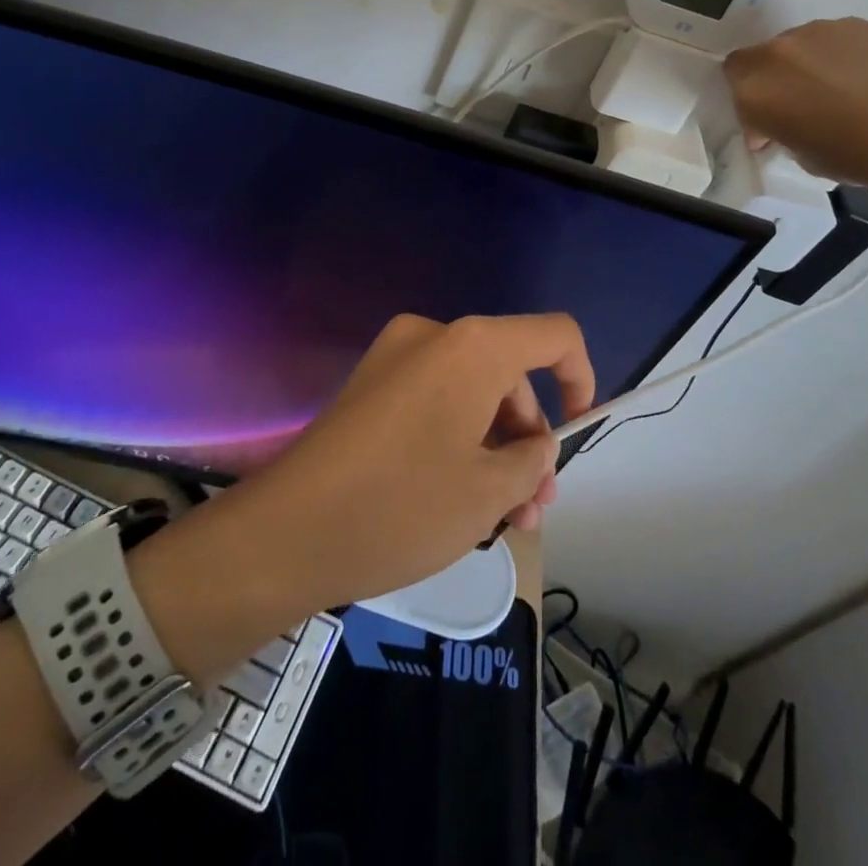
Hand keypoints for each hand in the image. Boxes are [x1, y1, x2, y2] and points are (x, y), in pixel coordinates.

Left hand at [252, 314, 592, 598]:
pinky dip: (458, 438)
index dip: (581, 378)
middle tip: (534, 506)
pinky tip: (461, 498)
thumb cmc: (402, 506)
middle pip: (510, 373)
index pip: (555, 335)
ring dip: (495, 447)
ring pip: (472, 393)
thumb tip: (537, 447)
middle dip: (530, 437)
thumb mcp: (488, 492)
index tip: (577, 432)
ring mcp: (396, 356)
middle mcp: (435, 335)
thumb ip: (533, 461)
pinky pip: (436, 400)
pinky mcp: (371, 385)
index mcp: (473, 346)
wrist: (286, 532)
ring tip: (504, 518)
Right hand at [723, 18, 867, 188]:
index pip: (732, 77)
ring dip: (803, 64)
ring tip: (834, 89)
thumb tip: (780, 124)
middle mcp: (776, 53)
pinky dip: (836, 54)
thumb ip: (777, 129)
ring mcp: (816, 32)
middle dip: (772, 78)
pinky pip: (831, 38)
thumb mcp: (796, 152)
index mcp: (754, 89)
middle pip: (760, 56)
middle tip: (799, 104)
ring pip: (796, 45)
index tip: (768, 123)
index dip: (748, 99)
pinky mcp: (853, 24)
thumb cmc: (849, 155)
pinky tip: (859, 78)